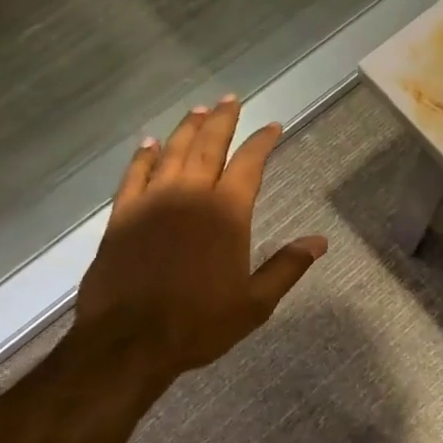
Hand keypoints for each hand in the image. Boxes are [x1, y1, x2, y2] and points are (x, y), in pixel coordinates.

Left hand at [71, 97, 326, 380]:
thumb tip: (320, 241)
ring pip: (172, 153)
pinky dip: (143, 156)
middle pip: (209, 146)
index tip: (272, 126)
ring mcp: (152, 202)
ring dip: (187, 129)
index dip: (262, 142)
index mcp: (227, 213)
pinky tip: (149, 143)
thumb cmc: (199, 323)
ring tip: (199, 110)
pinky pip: (134, 175)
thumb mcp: (255, 302)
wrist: (128, 342)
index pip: (249, 164)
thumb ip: (287, 267)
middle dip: (223, 121)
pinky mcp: (122, 216)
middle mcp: (190, 196)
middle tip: (231, 99)